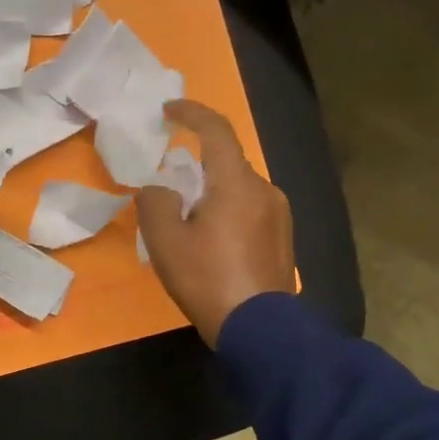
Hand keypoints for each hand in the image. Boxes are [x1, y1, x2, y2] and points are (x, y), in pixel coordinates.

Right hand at [136, 101, 294, 346]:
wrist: (259, 328)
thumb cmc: (207, 279)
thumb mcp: (165, 241)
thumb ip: (155, 202)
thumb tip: (160, 190)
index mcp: (236, 182)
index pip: (216, 129)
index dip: (190, 113)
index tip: (168, 110)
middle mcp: (264, 189)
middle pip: (226, 163)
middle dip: (197, 166)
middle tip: (170, 191)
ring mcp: (279, 215)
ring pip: (239, 189)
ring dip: (213, 194)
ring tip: (190, 225)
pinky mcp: (284, 238)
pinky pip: (250, 211)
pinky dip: (228, 213)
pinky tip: (214, 244)